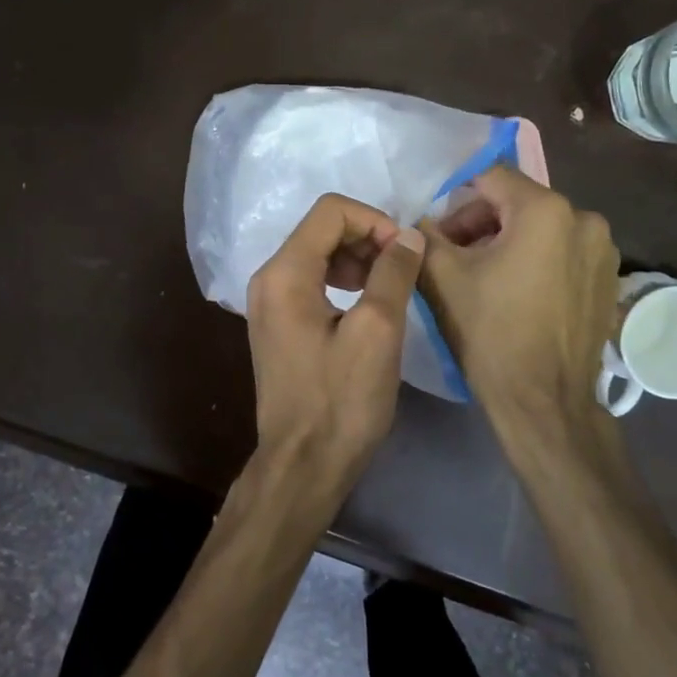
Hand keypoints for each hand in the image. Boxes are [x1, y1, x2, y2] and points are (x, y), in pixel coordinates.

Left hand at [246, 194, 426, 461]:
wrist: (304, 465)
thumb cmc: (341, 401)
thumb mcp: (377, 332)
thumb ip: (393, 273)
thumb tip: (409, 235)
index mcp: (285, 273)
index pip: (331, 211)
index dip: (375, 220)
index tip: (406, 253)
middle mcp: (268, 278)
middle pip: (322, 229)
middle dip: (368, 238)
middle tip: (403, 271)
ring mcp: (269, 302)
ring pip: (318, 253)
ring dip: (358, 259)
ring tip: (389, 289)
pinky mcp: (278, 324)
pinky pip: (312, 281)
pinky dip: (343, 280)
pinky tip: (367, 306)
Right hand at [418, 165, 620, 433]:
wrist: (544, 402)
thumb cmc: (491, 332)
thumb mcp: (442, 277)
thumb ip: (425, 235)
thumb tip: (418, 220)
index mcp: (546, 210)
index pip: (490, 177)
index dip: (456, 201)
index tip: (438, 234)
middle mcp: (585, 219)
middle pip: (517, 202)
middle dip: (480, 224)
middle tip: (453, 257)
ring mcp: (604, 251)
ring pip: (541, 228)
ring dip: (508, 242)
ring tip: (483, 279)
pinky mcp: (609, 280)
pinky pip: (563, 253)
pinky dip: (536, 262)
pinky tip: (516, 295)